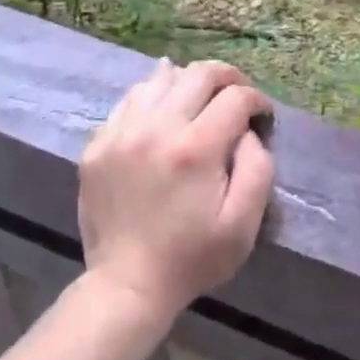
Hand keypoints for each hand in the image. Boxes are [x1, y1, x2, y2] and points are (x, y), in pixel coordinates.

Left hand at [79, 59, 275, 325]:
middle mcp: (156, 128)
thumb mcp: (244, 223)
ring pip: (160, 78)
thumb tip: (248, 131)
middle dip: (228, 77)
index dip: (257, 100)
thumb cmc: (193, 258)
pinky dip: (153, 97)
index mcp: (195, 148)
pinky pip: (129, 101)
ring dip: (188, 83)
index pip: (236, 97)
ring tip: (199, 101)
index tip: (262, 116)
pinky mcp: (97, 145)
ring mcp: (121, 133)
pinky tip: (163, 112)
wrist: (126, 286)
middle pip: (199, 73)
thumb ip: (257, 167)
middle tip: (237, 95)